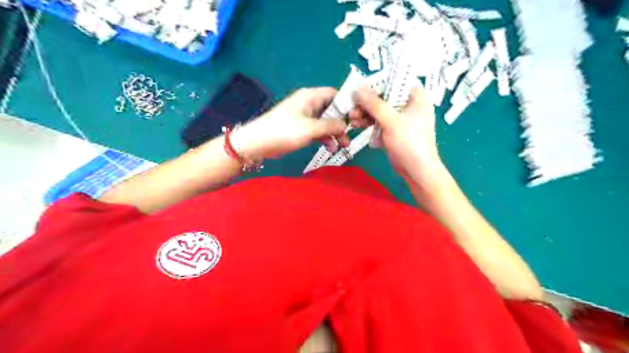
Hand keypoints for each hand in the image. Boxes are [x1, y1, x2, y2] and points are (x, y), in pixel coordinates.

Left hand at [236, 89, 352, 158]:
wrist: (259, 143)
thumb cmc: (285, 131)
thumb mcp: (311, 128)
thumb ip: (330, 126)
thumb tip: (345, 125)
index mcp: (311, 96)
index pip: (335, 94)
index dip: (347, 104)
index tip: (357, 117)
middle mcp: (309, 103)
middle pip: (332, 110)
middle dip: (342, 123)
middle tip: (350, 136)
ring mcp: (305, 116)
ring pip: (325, 122)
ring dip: (334, 133)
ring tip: (342, 146)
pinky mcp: (300, 127)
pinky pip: (317, 130)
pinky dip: (324, 138)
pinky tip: (329, 148)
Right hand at [352, 85, 443, 184]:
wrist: (417, 171)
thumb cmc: (410, 142)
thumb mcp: (391, 121)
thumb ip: (374, 104)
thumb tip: (358, 89)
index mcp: (417, 97)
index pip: (396, 81)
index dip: (378, 83)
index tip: (360, 88)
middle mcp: (409, 105)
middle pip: (385, 96)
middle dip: (367, 102)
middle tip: (352, 106)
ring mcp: (401, 118)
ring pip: (380, 110)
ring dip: (365, 113)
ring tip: (352, 118)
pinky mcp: (394, 130)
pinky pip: (379, 121)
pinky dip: (369, 122)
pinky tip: (356, 124)